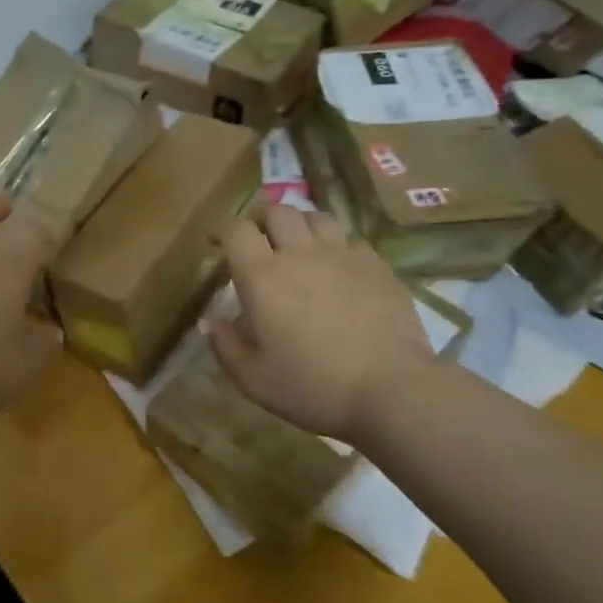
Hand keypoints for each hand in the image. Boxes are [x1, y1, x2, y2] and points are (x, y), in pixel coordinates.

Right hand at [207, 205, 435, 441]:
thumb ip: (225, 346)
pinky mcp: (378, 267)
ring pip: (316, 218)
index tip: (215, 242)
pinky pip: (352, 240)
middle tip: (255, 237)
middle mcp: (301, 255)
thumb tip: (209, 321)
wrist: (392, 391)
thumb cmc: (313, 387)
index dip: (221, 229)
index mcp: (263, 277)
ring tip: (297, 244)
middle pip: (277, 211)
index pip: (236, 230)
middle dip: (260, 218)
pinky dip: (337, 245)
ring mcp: (344, 257)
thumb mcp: (254, 379)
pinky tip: (338, 266)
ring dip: (299, 225)